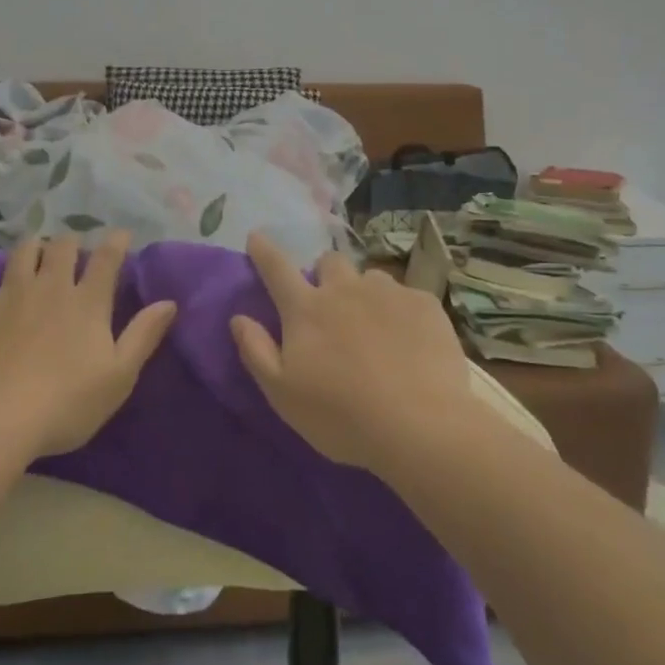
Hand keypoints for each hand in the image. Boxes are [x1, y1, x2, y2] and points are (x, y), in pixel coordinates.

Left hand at [0, 232, 177, 458]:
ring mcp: (9, 296)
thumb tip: (169, 301)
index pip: (107, 261)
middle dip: (71, 241)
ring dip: (31, 245)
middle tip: (75, 244)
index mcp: (88, 303)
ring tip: (36, 244)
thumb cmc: (66, 403)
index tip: (122, 234)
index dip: (116, 243)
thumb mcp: (119, 376)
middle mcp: (50, 288)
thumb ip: (144, 335)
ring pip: (22, 255)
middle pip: (62, 250)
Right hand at [230, 231, 473, 467]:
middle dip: (325, 274)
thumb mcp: (282, 394)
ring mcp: (388, 293)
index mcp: (306, 310)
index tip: (257, 237)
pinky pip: (407, 296)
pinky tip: (409, 342)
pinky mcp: (425, 304)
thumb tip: (238, 318)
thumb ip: (256, 351)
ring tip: (375, 329)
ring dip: (365, 294)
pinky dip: (401, 313)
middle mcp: (345, 289)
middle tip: (331, 306)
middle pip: (329, 262)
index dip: (264, 251)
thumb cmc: (341, 416)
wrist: (419, 427)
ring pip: (370, 278)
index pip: (276, 268)